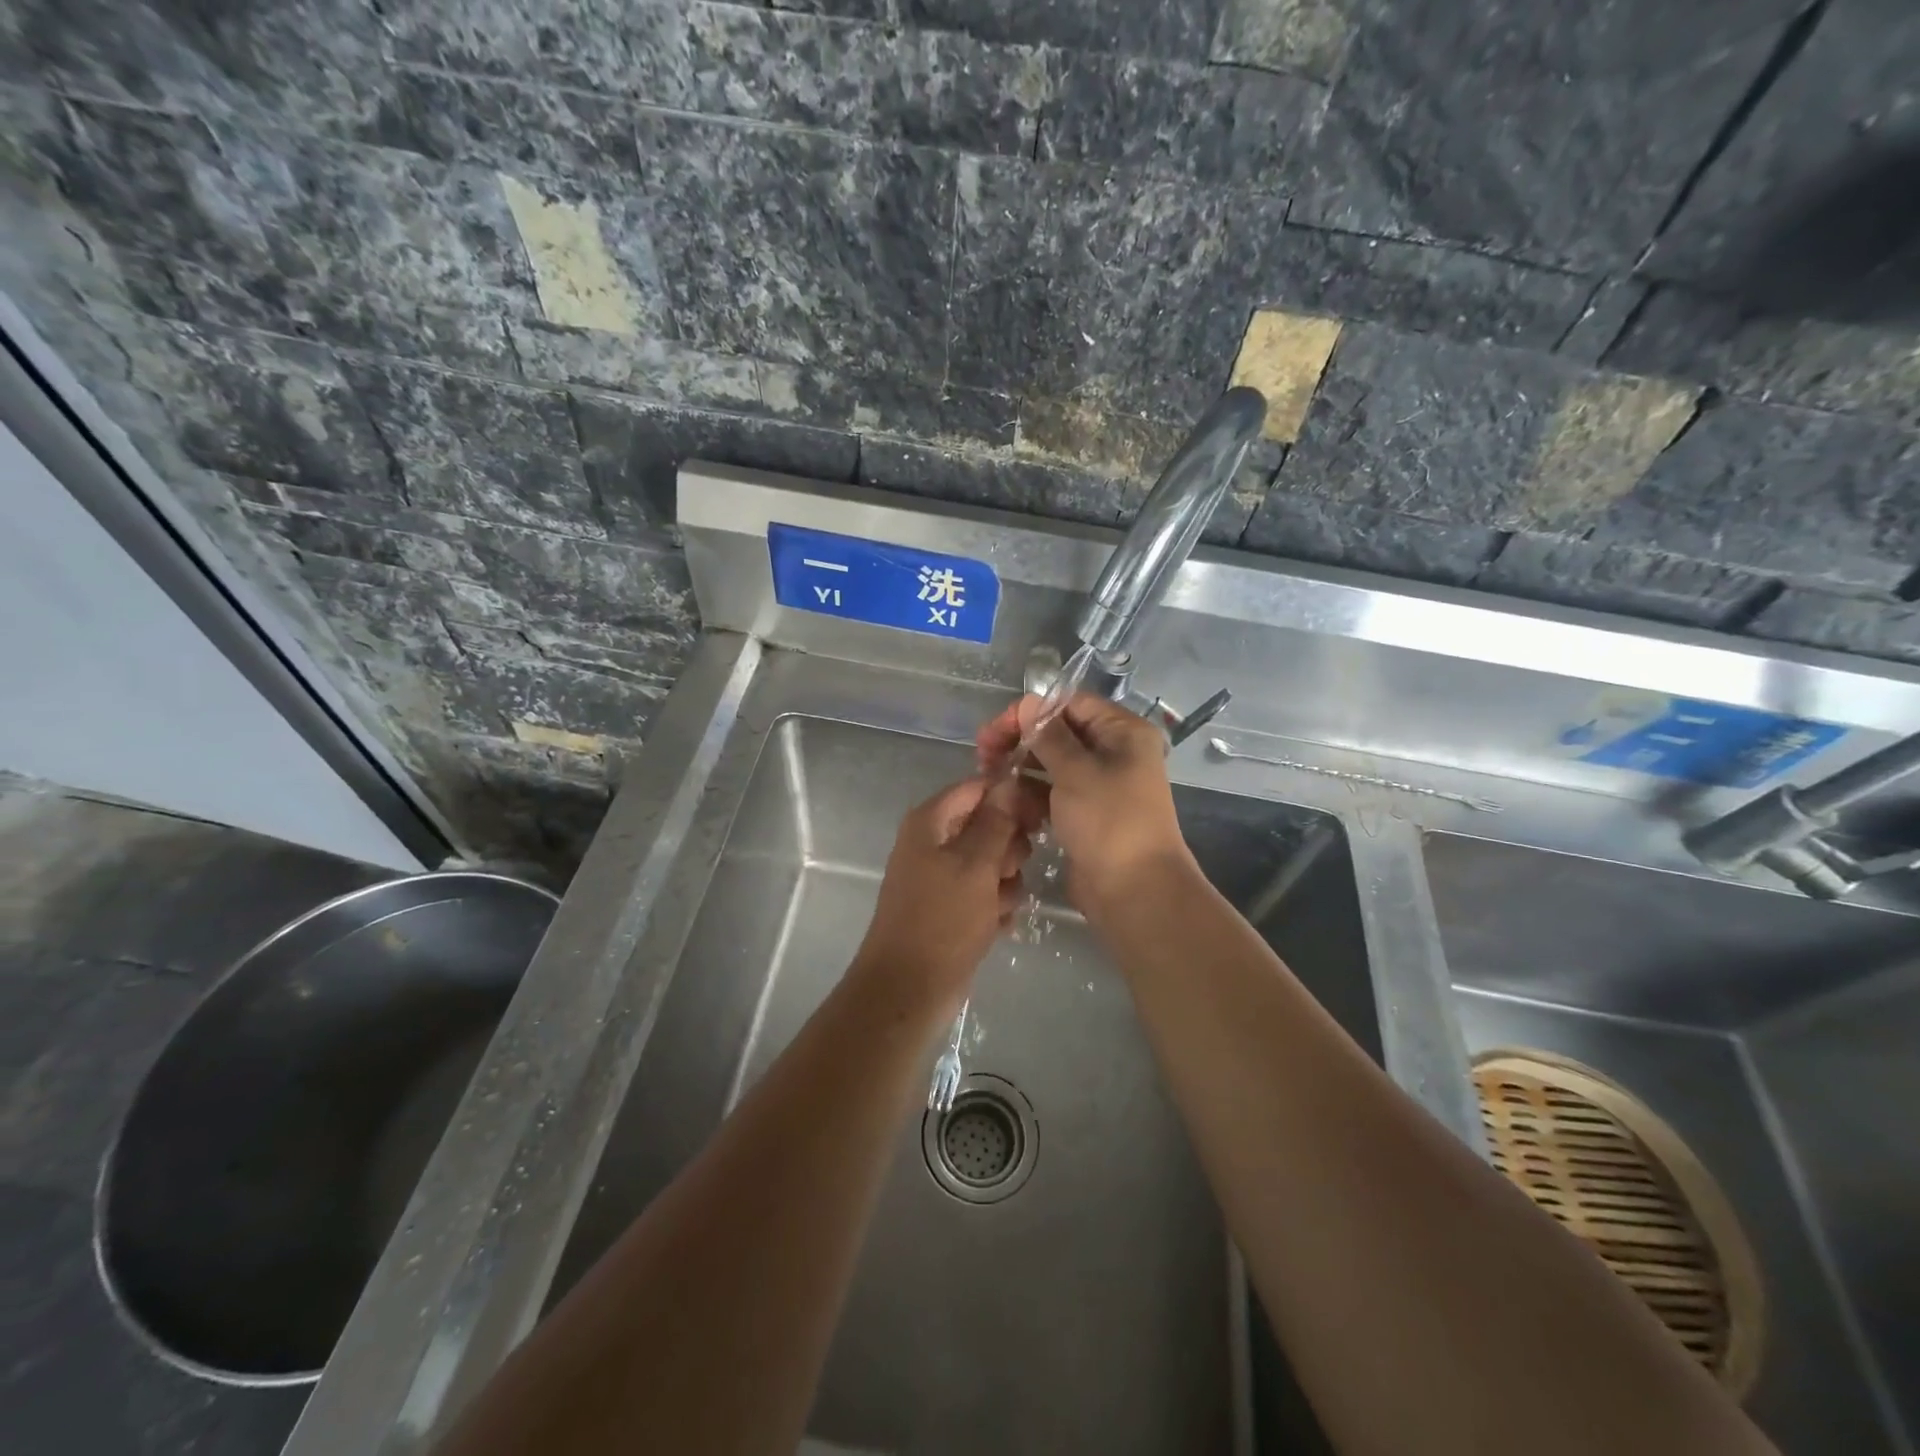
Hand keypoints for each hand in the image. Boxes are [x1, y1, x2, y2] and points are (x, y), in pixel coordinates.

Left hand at [851, 776, 1042, 1011]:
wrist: (909, 989)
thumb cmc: (942, 920)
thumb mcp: (975, 866)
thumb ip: (996, 822)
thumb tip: (1009, 780)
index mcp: (931, 822)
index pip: (978, 788)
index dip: (1010, 797)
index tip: (1038, 817)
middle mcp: (934, 842)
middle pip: (988, 824)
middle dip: (1008, 847)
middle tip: (1009, 869)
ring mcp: (942, 876)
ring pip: (993, 862)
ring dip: (1006, 882)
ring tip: (998, 905)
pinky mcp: (952, 907)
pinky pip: (986, 893)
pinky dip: (995, 906)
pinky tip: (996, 925)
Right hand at [977, 693, 1193, 914]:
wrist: (1134, 892)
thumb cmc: (1109, 822)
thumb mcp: (1076, 772)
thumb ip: (1048, 736)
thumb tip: (1028, 703)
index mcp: (1122, 732)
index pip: (1071, 705)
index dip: (1031, 711)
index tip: (995, 729)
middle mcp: (1114, 752)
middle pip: (1059, 733)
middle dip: (1020, 740)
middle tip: (982, 754)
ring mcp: (1100, 785)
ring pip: (1052, 764)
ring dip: (1021, 767)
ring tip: (988, 777)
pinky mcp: (1086, 813)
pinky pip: (1053, 792)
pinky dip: (1031, 792)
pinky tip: (1006, 800)